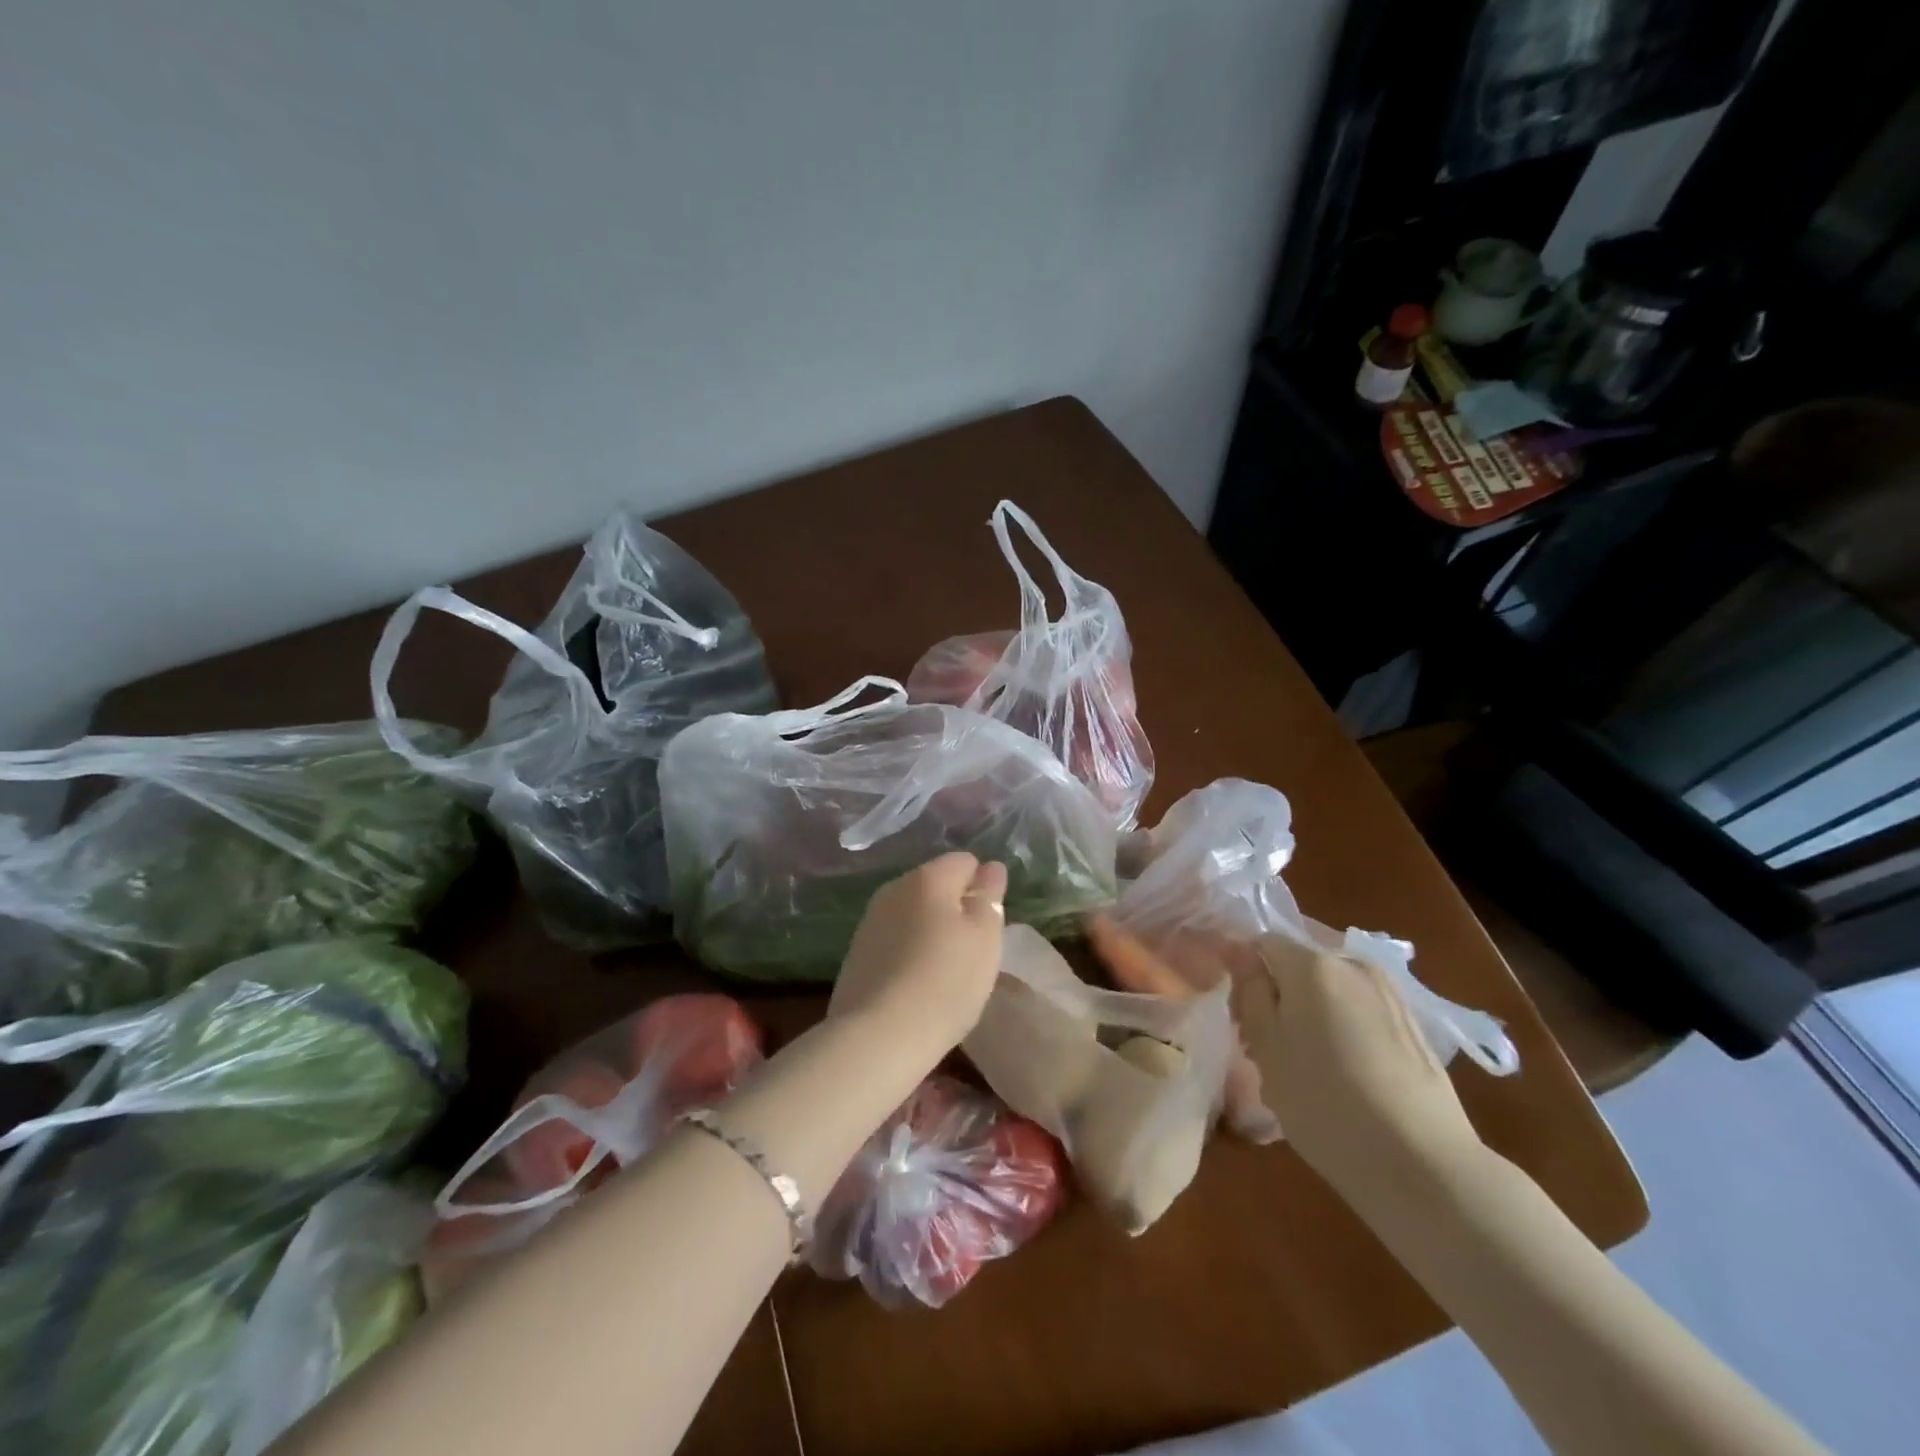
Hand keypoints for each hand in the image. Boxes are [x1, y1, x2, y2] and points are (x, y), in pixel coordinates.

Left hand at [829, 853, 1008, 1059]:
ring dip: (932, 931)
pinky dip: (910, 952)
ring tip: (946, 971)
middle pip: (936, 885)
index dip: (983, 888)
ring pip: (914, 912)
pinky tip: (918, 984)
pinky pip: (895, 939)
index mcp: (928, 877)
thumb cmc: (945, 981)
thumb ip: (989, 898)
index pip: (965, 862)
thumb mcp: (985, 938)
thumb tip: (990, 868)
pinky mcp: (857, 953)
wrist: (877, 1036)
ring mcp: (871, 920)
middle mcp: (894, 888)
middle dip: (956, 908)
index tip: (990, 924)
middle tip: (973, 950)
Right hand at [1236, 936, 1486, 1209]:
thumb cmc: (1326, 1102)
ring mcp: (1389, 992)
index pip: (1261, 943)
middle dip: (1277, 994)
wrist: (1424, 1165)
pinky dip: (1341, 1027)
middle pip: (1298, 964)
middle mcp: (1353, 963)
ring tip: (1303, 1064)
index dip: (1243, 973)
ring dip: (1309, 1011)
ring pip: (1330, 988)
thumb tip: (1239, 954)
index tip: (1237, 1016)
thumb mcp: (1266, 1048)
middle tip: (1264, 1046)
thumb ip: (1249, 992)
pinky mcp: (1412, 1024)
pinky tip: (1342, 1074)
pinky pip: (1359, 1009)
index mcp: (1313, 964)